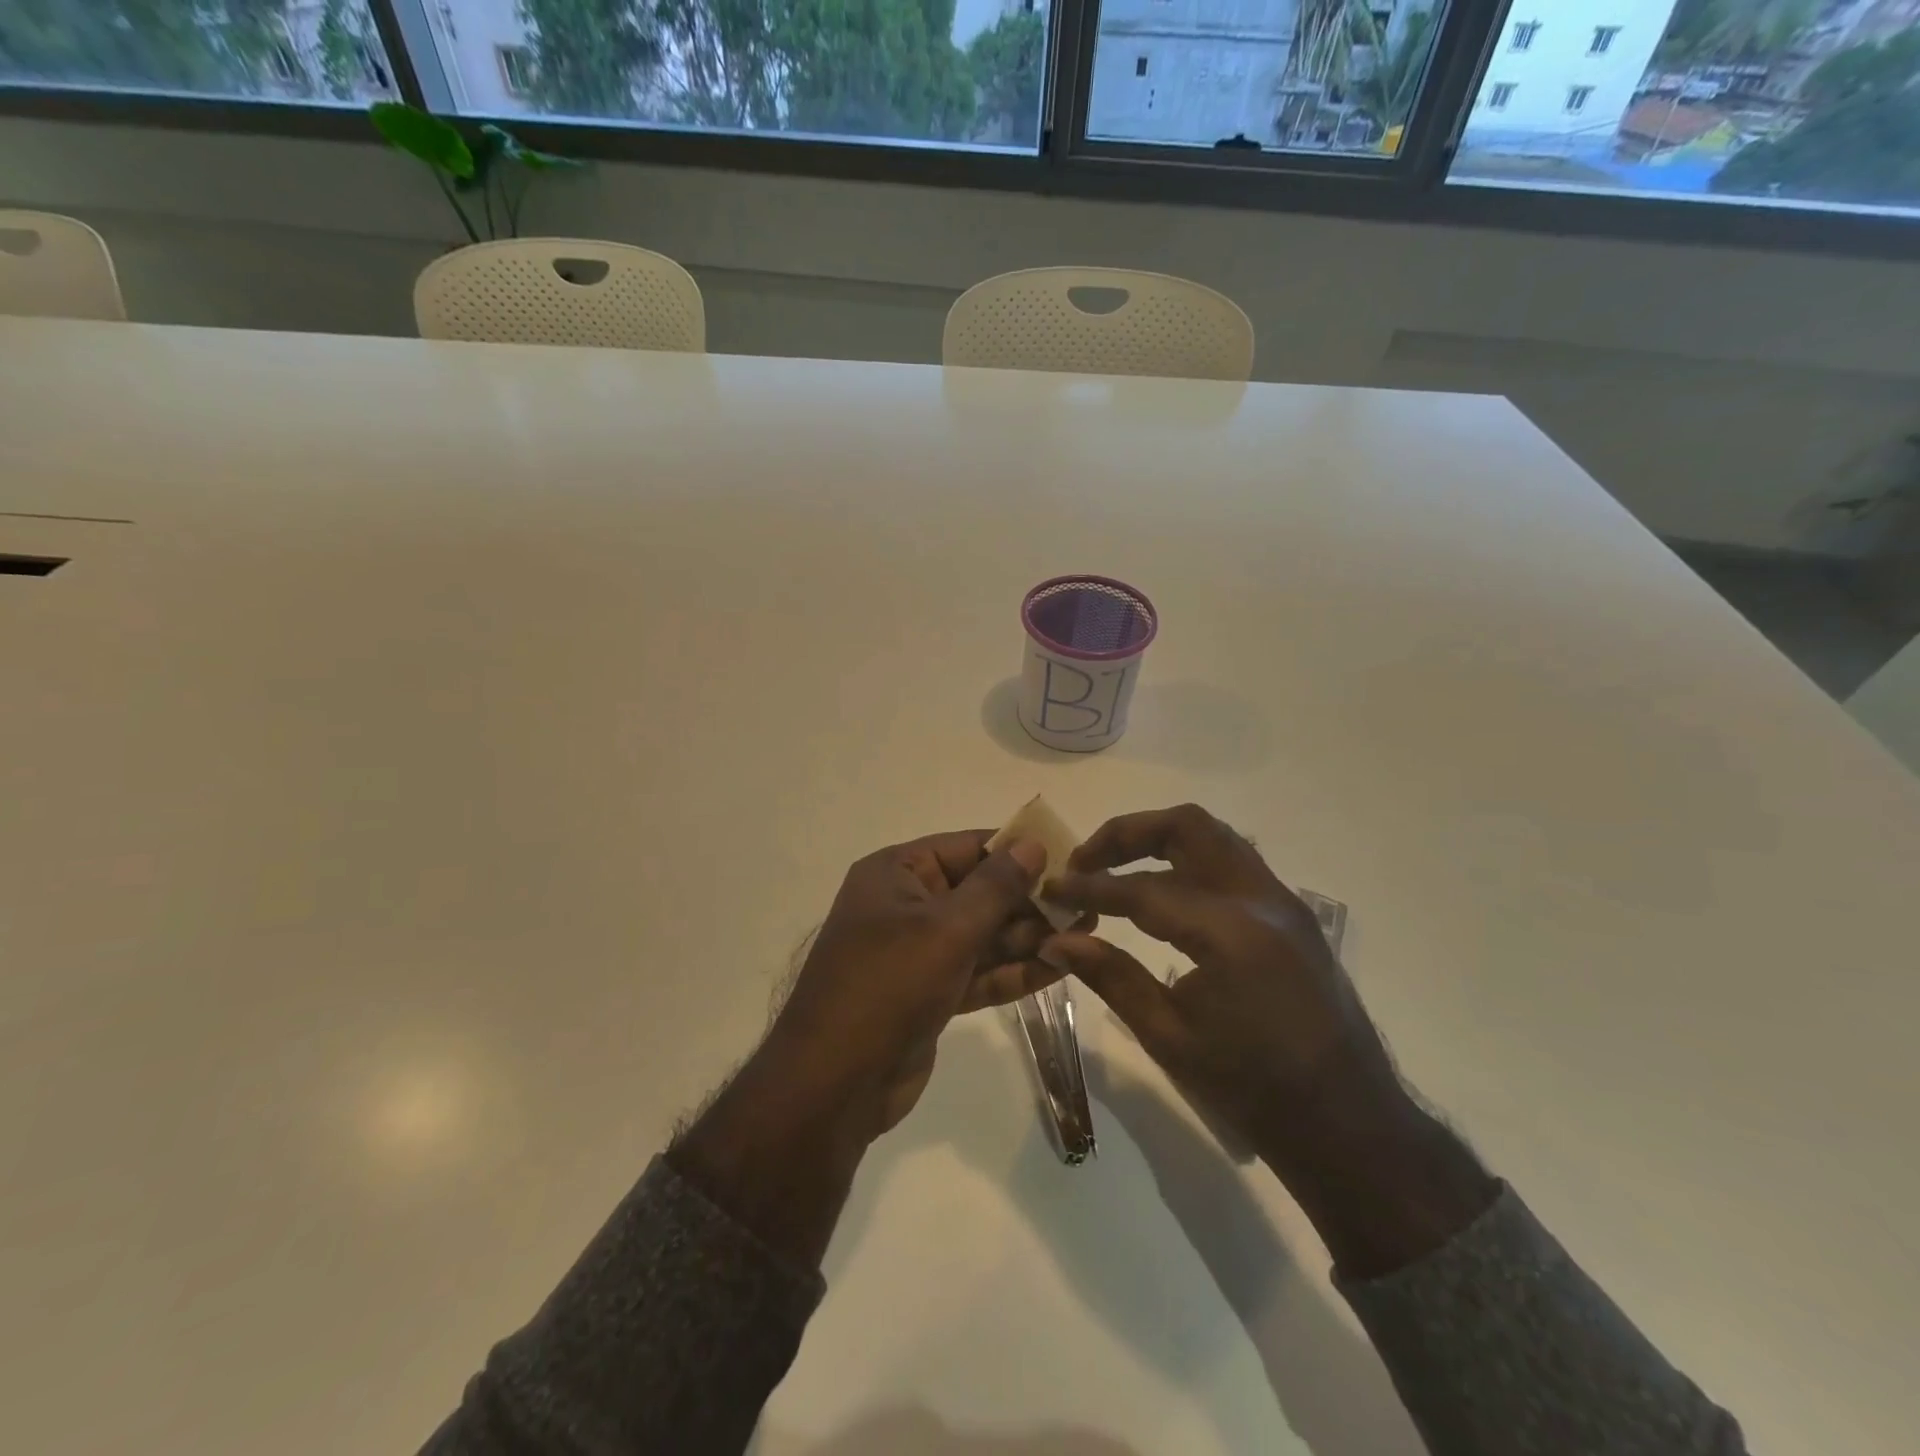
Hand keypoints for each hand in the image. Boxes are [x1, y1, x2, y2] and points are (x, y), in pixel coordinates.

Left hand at [768, 829, 1081, 1138]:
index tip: (1067, 856)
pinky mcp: (930, 993)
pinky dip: (1013, 971)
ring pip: (982, 935)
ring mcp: (917, 953)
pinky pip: (977, 971)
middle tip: (1088, 903)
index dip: (1015, 850)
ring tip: (1087, 931)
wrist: (835, 1085)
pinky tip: (1060, 967)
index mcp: (896, 874)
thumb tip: (1032, 844)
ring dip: (1029, 936)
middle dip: (1029, 899)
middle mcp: (905, 905)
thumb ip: (995, 887)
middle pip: (978, 892)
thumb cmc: (888, 986)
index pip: (965, 847)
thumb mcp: (946, 929)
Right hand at [1041, 804, 1400, 1171]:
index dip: (1091, 887)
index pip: (1144, 889)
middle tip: (1087, 861)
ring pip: (1215, 836)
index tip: (1052, 889)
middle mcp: (1262, 900)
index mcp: (1231, 933)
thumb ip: (1111, 976)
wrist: (1348, 1124)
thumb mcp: (1169, 1036)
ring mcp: (1283, 902)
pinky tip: (1164, 893)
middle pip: (1187, 827)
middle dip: (1128, 833)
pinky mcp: (1292, 914)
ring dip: (1161, 840)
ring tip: (1118, 868)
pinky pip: (1234, 862)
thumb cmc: (1253, 1089)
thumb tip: (1057, 940)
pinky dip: (1190, 861)